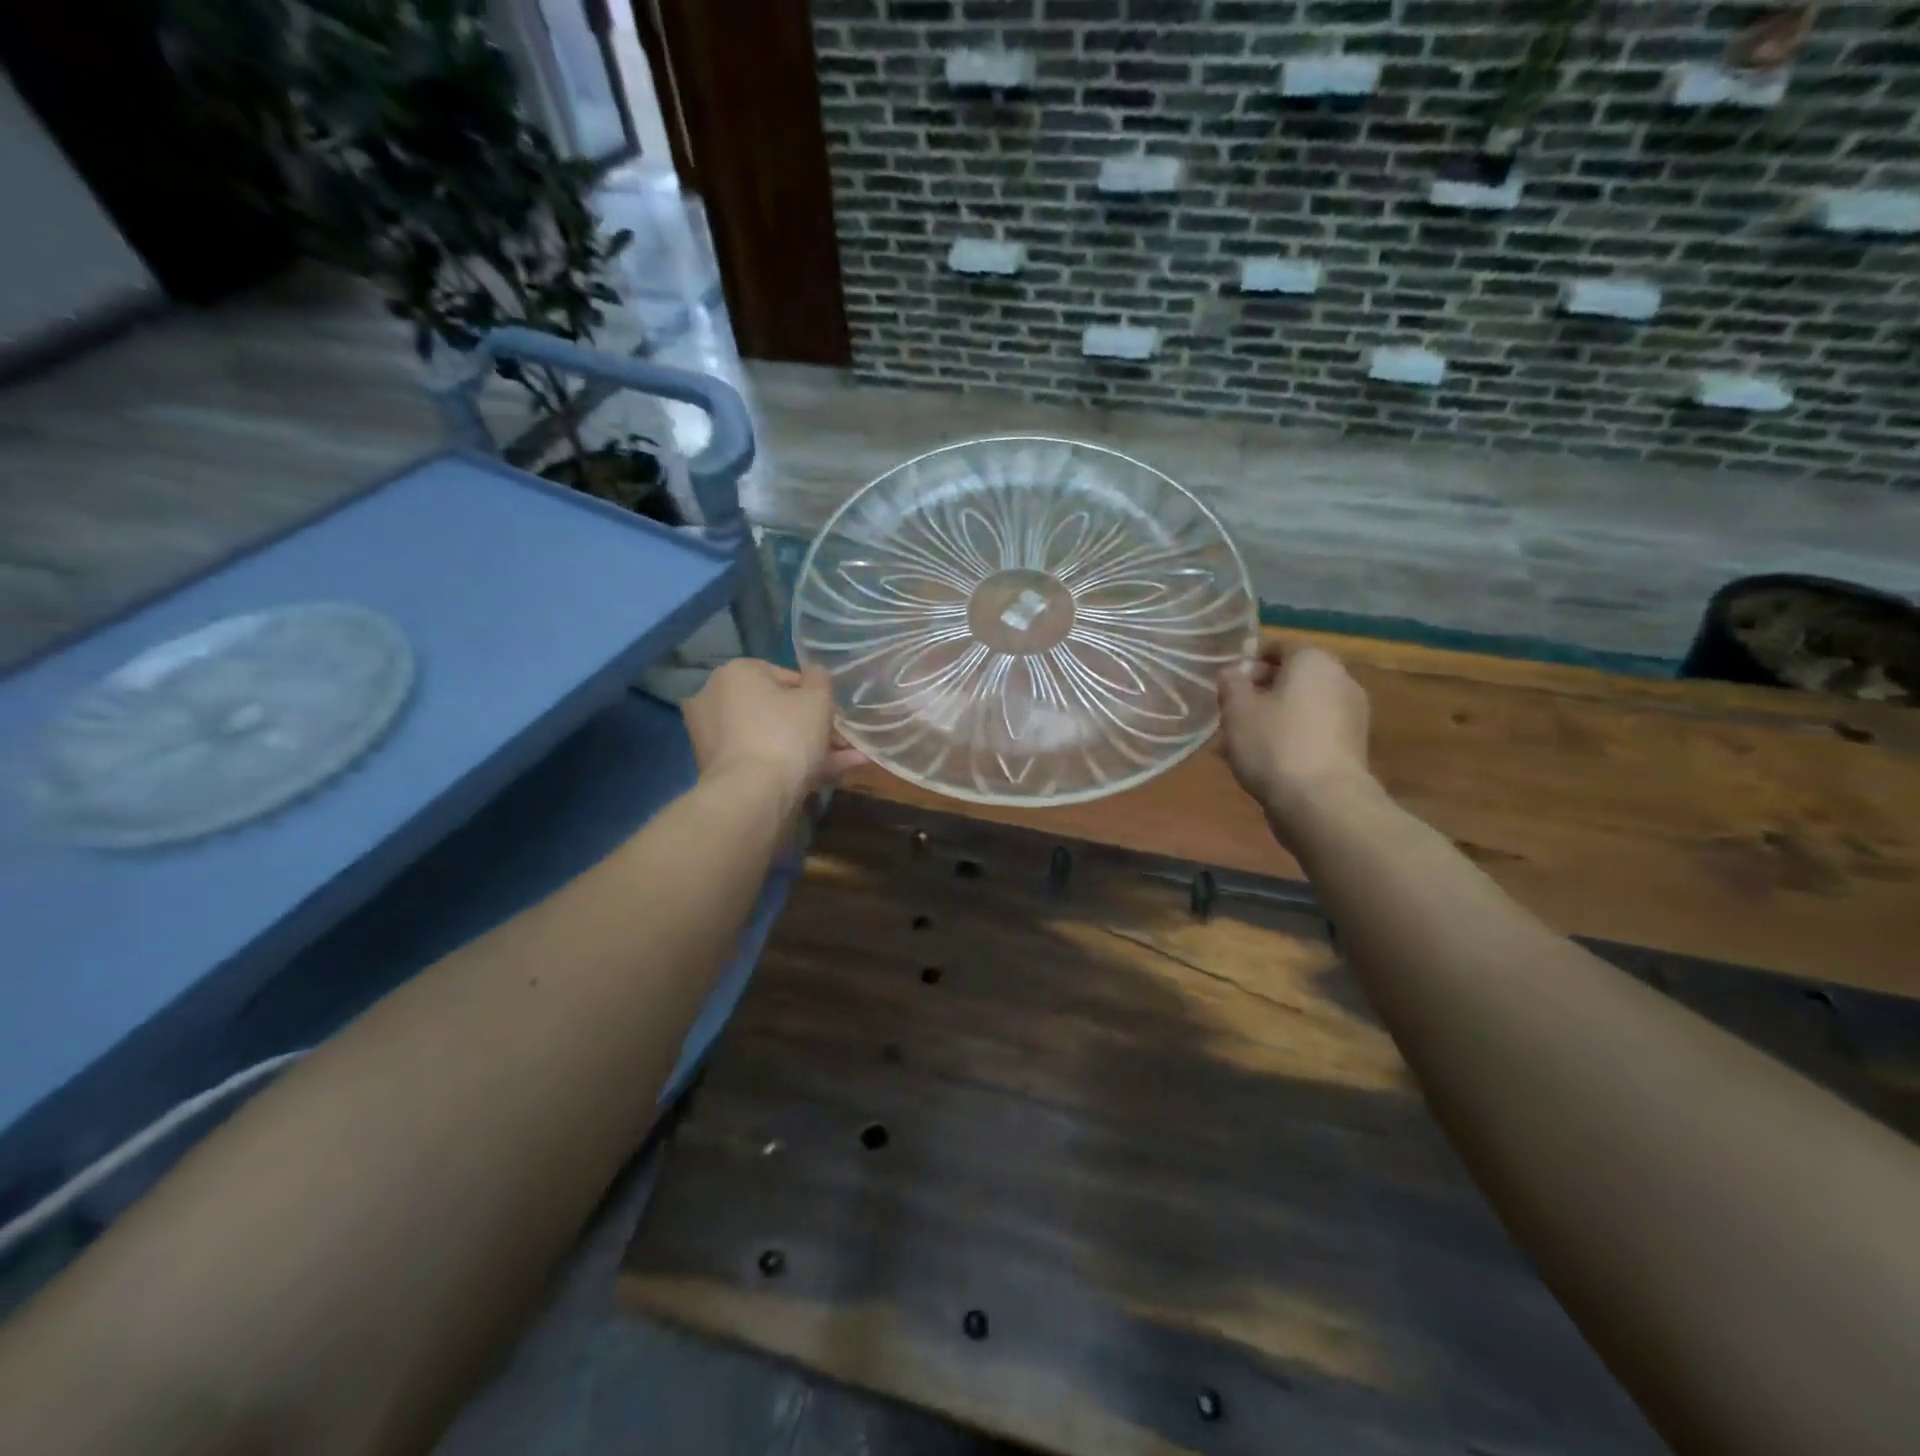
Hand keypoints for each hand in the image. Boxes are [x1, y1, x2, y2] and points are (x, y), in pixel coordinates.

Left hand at [683, 660, 863, 805]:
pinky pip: (762, 757)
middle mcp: (716, 698)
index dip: (818, 696)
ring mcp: (714, 736)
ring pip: (773, 737)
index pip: (786, 676)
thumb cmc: (786, 735)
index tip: (836, 715)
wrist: (752, 795)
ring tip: (851, 761)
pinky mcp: (719, 767)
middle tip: (844, 741)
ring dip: (811, 748)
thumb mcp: (818, 699)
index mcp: (736, 672)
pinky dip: (791, 763)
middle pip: (778, 710)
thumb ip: (821, 680)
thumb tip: (815, 675)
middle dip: (816, 726)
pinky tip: (829, 775)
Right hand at [1217, 642, 1372, 841]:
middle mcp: (1340, 680)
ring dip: (1271, 718)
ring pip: (1300, 708)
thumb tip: (1233, 673)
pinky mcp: (1351, 748)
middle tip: (1229, 714)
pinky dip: (1289, 738)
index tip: (1226, 683)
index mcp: (1314, 661)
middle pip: (1292, 678)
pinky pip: (1311, 732)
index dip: (1248, 662)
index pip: (1278, 647)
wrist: (1322, 803)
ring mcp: (1351, 716)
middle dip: (1259, 693)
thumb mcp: (1237, 709)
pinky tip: (1263, 761)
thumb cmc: (1274, 744)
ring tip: (1239, 743)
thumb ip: (1231, 684)